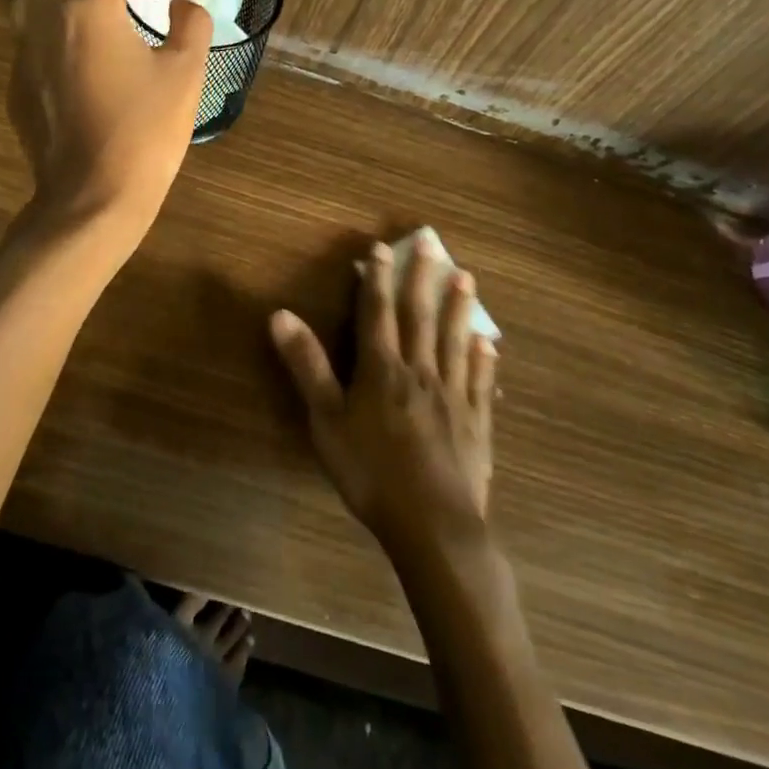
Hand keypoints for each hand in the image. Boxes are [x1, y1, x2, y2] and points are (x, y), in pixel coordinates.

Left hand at [8, 0, 212, 234]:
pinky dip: (65, 25)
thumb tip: (183, 5)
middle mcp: (46, 17)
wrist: (92, 198)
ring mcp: (24, 50)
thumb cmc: (145, 133)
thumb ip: (191, 24)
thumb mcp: (186, 74)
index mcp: (88, 7)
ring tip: (114, 14)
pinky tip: (95, 59)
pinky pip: (35, 32)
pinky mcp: (18, 81)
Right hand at [270, 238, 497, 560]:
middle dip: (421, 279)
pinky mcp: (476, 421)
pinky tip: (487, 344)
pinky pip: (480, 380)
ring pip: (455, 340)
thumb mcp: (326, 421)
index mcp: (381, 369)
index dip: (376, 278)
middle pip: (420, 316)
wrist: (433, 524)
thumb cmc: (371, 473)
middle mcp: (419, 370)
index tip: (381, 247)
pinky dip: (482, 358)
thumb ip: (307, 366)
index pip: (377, 312)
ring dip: (458, 307)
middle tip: (431, 244)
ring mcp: (453, 394)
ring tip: (467, 278)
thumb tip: (281, 314)